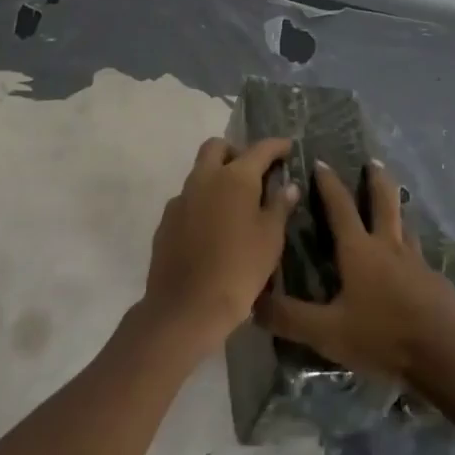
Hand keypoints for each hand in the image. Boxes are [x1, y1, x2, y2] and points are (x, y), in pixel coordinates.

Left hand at [142, 136, 298, 354]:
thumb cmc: (239, 270)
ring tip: (235, 205)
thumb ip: (280, 206)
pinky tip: (213, 228)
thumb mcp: (271, 239)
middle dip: (236, 151)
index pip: (259, 149)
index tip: (288, 148)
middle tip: (253, 173)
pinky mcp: (166, 221)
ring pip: (200, 173)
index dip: (276, 146)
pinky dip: (202, 202)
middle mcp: (204, 178)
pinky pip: (187, 199)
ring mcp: (181, 199)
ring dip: (217, 177)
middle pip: (217, 147)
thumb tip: (288, 185)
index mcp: (235, 177)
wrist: (186, 309)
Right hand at [259, 160, 454, 383]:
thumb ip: (290, 318)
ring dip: (398, 210)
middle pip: (383, 202)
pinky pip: (420, 256)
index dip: (329, 185)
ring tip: (394, 204)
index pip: (340, 208)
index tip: (321, 162)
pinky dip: (412, 249)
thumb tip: (253, 302)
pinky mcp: (435, 281)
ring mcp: (416, 262)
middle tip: (373, 161)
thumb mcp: (328, 332)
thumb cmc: (382, 336)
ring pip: (405, 225)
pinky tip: (413, 262)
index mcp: (359, 251)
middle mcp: (389, 247)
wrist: (444, 353)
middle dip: (375, 180)